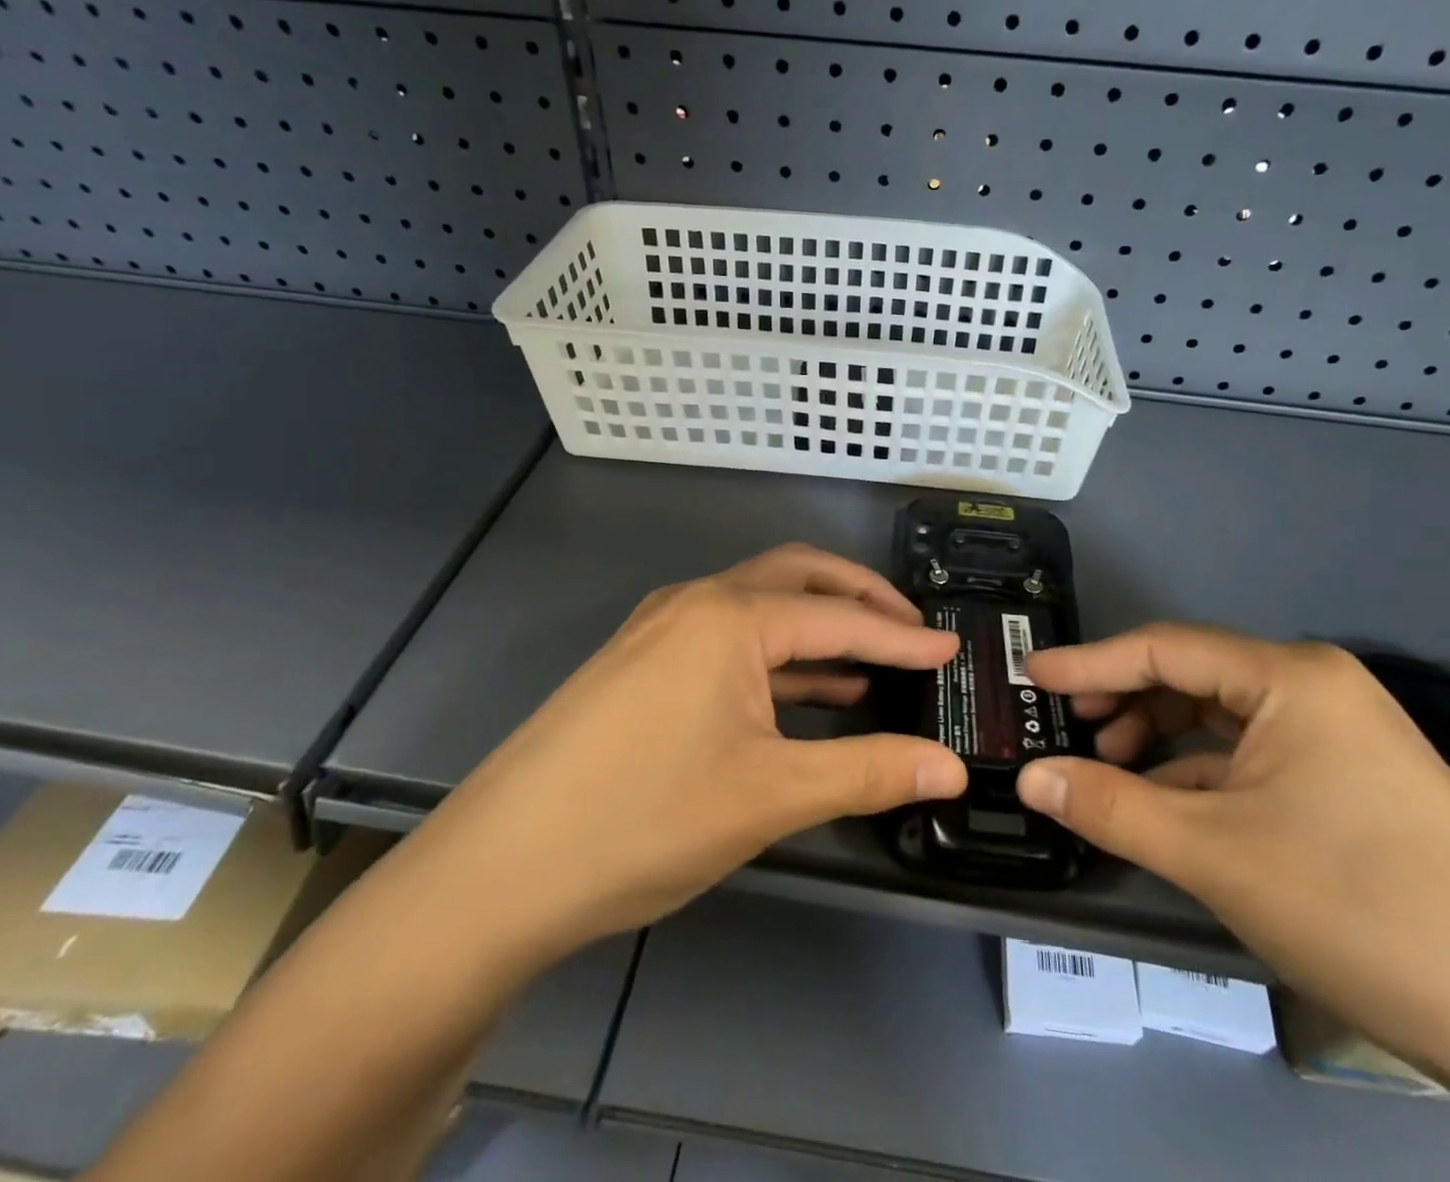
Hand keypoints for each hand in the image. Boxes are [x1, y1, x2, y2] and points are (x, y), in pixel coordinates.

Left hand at [414, 544, 966, 958]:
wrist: (498, 870)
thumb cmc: (644, 819)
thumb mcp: (770, 795)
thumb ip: (868, 771)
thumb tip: (950, 769)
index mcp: (730, 616)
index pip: (839, 618)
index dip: (901, 636)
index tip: (951, 650)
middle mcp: (695, 602)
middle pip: (797, 579)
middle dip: (859, 600)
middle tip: (911, 629)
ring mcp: (660, 630)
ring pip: (759, 608)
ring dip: (816, 627)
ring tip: (871, 661)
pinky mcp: (641, 662)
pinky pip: (727, 640)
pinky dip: (776, 656)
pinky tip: (806, 691)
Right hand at [1015, 627, 1449, 1075]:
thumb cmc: (1358, 908)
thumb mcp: (1212, 854)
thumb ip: (1108, 805)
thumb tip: (1029, 778)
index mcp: (1291, 677)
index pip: (1164, 649)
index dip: (1089, 662)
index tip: (1030, 675)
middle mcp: (1319, 687)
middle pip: (1194, 678)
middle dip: (1125, 701)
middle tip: (1067, 727)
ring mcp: (1344, 735)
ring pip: (1225, 719)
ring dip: (1161, 739)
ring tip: (1111, 770)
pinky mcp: (1357, 781)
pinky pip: (1257, 755)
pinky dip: (1203, 772)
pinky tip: (1173, 806)